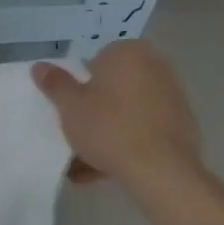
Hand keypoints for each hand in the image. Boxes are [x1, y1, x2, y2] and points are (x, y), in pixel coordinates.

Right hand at [32, 40, 209, 193]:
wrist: (161, 171)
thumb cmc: (109, 127)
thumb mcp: (70, 105)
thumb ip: (55, 83)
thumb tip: (40, 66)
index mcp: (128, 53)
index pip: (98, 59)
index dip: (83, 82)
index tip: (74, 105)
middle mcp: (155, 67)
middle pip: (116, 86)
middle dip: (98, 107)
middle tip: (79, 130)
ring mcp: (173, 97)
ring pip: (130, 111)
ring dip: (111, 130)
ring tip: (88, 161)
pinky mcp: (184, 126)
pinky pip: (147, 130)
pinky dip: (130, 144)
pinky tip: (111, 169)